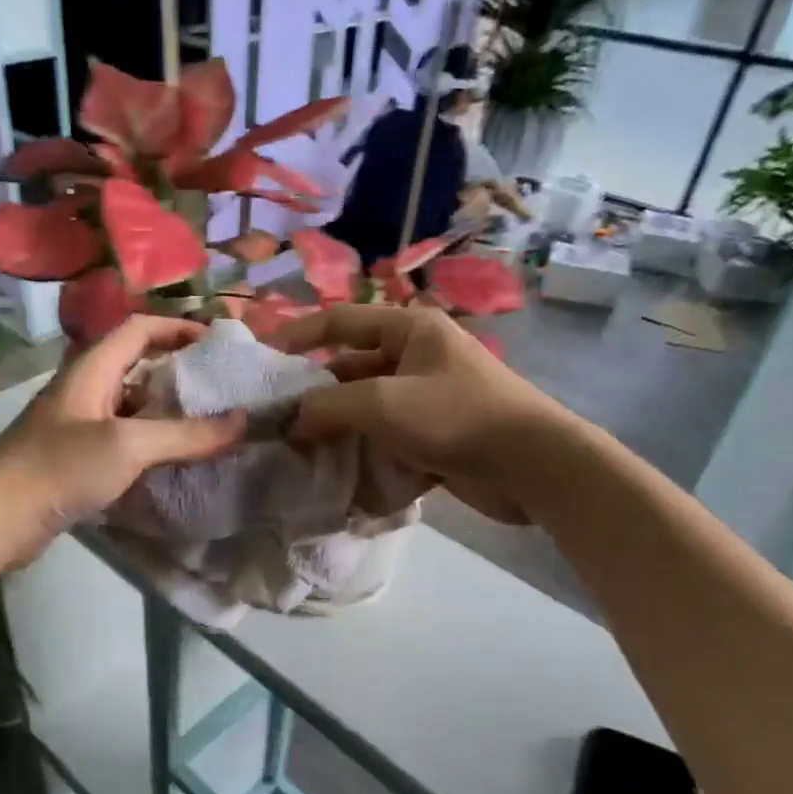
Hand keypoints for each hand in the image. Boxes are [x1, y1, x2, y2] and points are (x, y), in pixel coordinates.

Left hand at [0, 315, 245, 562]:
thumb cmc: (60, 468)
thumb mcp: (128, 445)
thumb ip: (186, 434)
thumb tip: (243, 421)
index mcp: (91, 368)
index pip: (140, 329)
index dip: (179, 328)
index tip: (218, 343)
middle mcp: (84, 389)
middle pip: (137, 365)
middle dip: (179, 371)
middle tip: (221, 387)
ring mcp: (78, 426)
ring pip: (132, 406)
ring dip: (167, 411)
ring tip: (209, 424)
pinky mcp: (75, 459)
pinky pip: (123, 440)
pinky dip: (151, 443)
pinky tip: (175, 461)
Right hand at [272, 305, 574, 524]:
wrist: (532, 467)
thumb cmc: (457, 417)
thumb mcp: (384, 404)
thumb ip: (329, 407)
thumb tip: (290, 421)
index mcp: (410, 329)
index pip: (340, 321)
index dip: (298, 335)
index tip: (261, 357)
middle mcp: (416, 357)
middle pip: (350, 369)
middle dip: (314, 394)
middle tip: (275, 419)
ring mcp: (426, 398)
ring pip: (365, 408)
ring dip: (336, 428)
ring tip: (296, 451)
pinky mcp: (434, 436)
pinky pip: (385, 438)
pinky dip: (362, 452)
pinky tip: (335, 472)